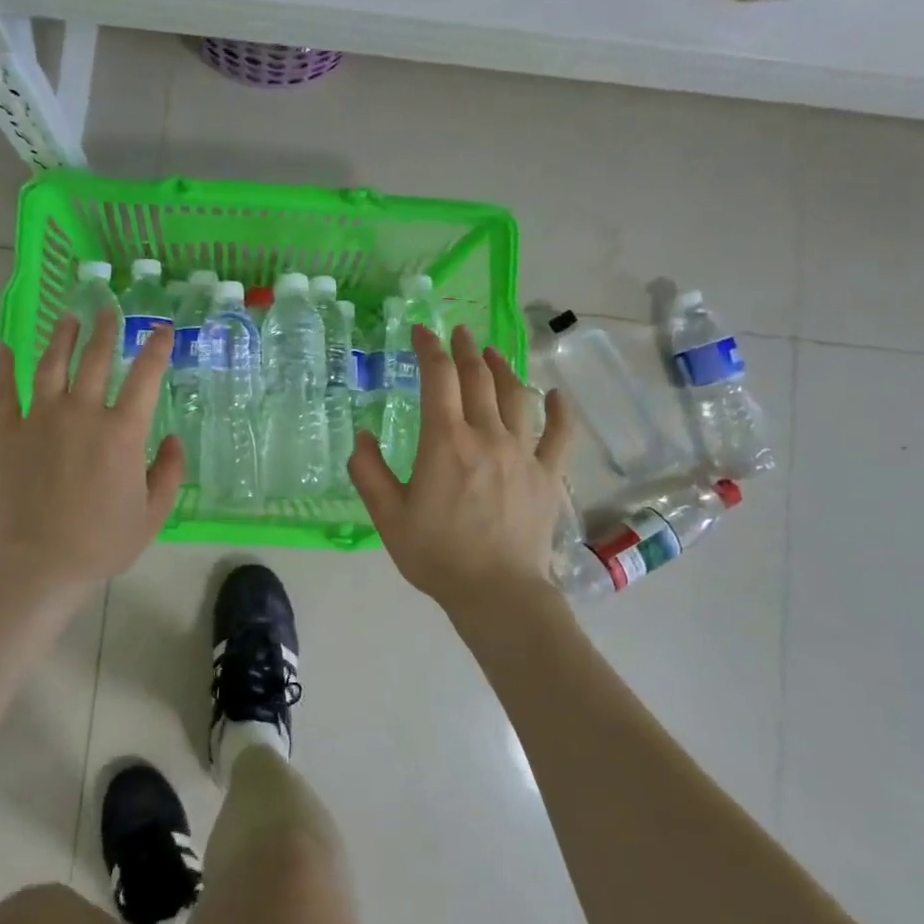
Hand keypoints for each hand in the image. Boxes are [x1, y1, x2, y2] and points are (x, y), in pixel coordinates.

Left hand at [0, 313, 184, 591]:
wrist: (38, 563)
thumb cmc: (102, 542)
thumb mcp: (153, 513)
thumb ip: (169, 472)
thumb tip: (173, 439)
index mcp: (122, 432)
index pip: (145, 377)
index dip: (156, 349)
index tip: (162, 329)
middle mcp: (82, 413)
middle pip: (96, 358)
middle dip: (106, 329)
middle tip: (108, 309)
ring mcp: (39, 418)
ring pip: (51, 364)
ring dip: (62, 336)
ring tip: (68, 318)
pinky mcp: (6, 431)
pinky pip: (3, 390)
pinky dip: (3, 366)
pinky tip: (6, 347)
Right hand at [349, 323, 573, 615]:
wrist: (496, 592)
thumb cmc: (437, 554)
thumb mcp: (388, 516)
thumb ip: (368, 472)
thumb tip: (363, 436)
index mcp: (446, 441)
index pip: (438, 378)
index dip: (429, 348)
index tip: (421, 331)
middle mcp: (487, 435)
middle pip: (479, 379)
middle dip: (465, 350)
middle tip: (458, 334)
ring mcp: (523, 453)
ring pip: (517, 396)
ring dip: (503, 369)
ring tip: (492, 354)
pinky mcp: (549, 475)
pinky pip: (560, 434)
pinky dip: (560, 411)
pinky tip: (557, 395)